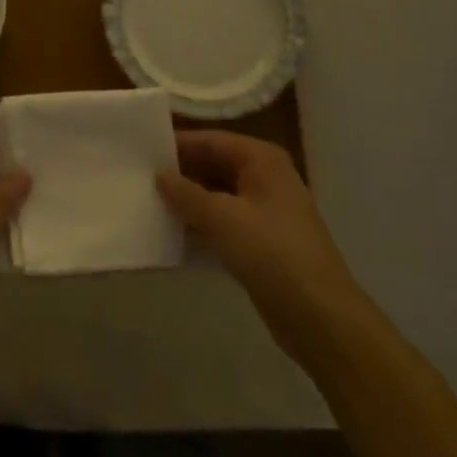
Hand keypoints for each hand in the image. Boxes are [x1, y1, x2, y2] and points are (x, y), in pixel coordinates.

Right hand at [158, 130, 369, 361]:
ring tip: (146, 202)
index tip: (139, 151)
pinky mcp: (261, 241)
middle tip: (137, 177)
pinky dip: (201, 224)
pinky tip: (171, 232)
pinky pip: (223, 221)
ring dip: (187, 200)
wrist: (319, 316)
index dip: (176, 145)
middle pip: (213, 165)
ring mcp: (265, 210)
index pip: (210, 140)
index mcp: (261, 159)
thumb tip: (160, 175)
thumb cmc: (271, 253)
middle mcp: (265, 177)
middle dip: (180, 173)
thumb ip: (186, 193)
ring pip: (217, 195)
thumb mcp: (221, 218)